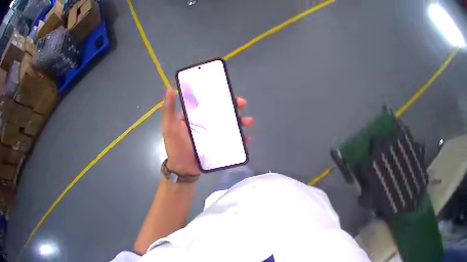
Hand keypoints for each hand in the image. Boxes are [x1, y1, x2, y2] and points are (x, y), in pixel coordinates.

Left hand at [162, 89, 253, 174]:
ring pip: (228, 124)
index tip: (228, 92)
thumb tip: (169, 89)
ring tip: (248, 122)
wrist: (183, 170)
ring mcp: (212, 134)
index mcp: (193, 116)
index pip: (207, 102)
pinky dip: (240, 139)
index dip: (218, 95)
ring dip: (240, 121)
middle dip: (233, 107)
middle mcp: (204, 123)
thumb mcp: (170, 127)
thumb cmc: (176, 147)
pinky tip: (247, 139)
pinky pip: (231, 139)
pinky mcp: (218, 144)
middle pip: (221, 111)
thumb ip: (169, 110)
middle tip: (243, 104)